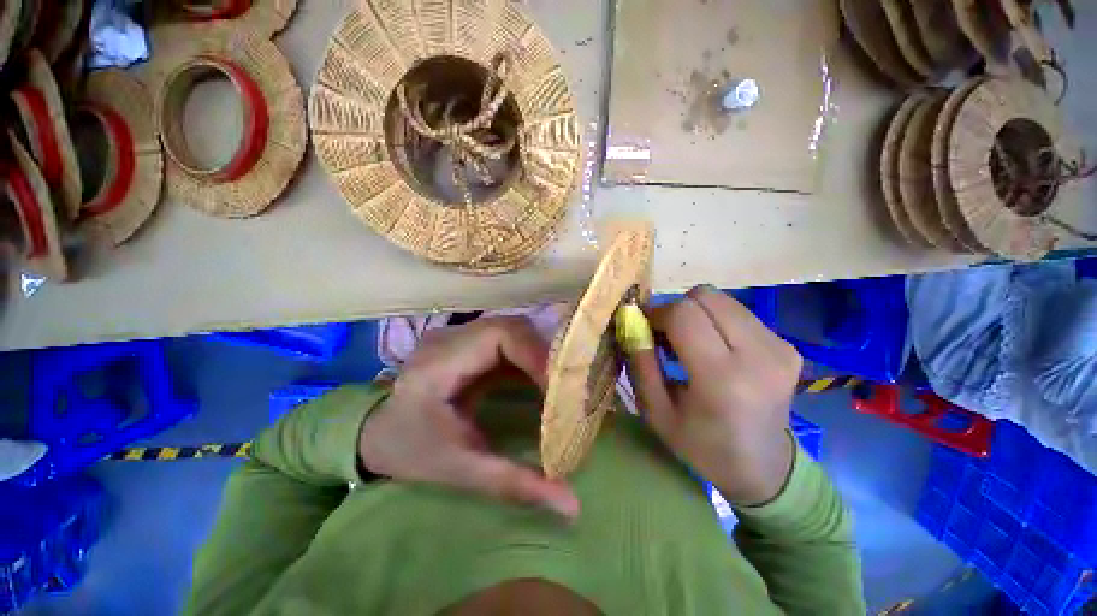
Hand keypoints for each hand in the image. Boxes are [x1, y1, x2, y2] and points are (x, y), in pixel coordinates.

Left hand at [358, 316, 579, 519]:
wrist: (378, 433)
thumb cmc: (411, 451)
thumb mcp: (460, 470)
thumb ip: (514, 484)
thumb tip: (572, 505)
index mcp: (439, 363)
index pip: (498, 337)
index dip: (536, 355)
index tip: (560, 390)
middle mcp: (451, 338)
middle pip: (511, 328)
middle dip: (544, 354)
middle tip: (566, 387)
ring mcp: (460, 337)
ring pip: (513, 331)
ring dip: (540, 354)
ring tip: (559, 384)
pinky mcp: (471, 344)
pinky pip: (509, 342)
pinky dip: (530, 358)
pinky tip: (541, 380)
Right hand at [624, 286, 801, 505]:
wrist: (763, 467)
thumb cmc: (701, 445)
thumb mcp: (656, 411)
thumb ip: (640, 362)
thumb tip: (631, 320)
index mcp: (722, 378)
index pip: (684, 314)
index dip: (657, 313)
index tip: (646, 327)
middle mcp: (758, 355)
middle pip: (705, 296)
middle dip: (677, 308)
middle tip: (666, 333)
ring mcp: (779, 347)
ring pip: (722, 299)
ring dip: (696, 313)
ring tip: (689, 341)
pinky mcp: (788, 345)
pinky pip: (738, 313)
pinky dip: (716, 321)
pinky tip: (713, 347)